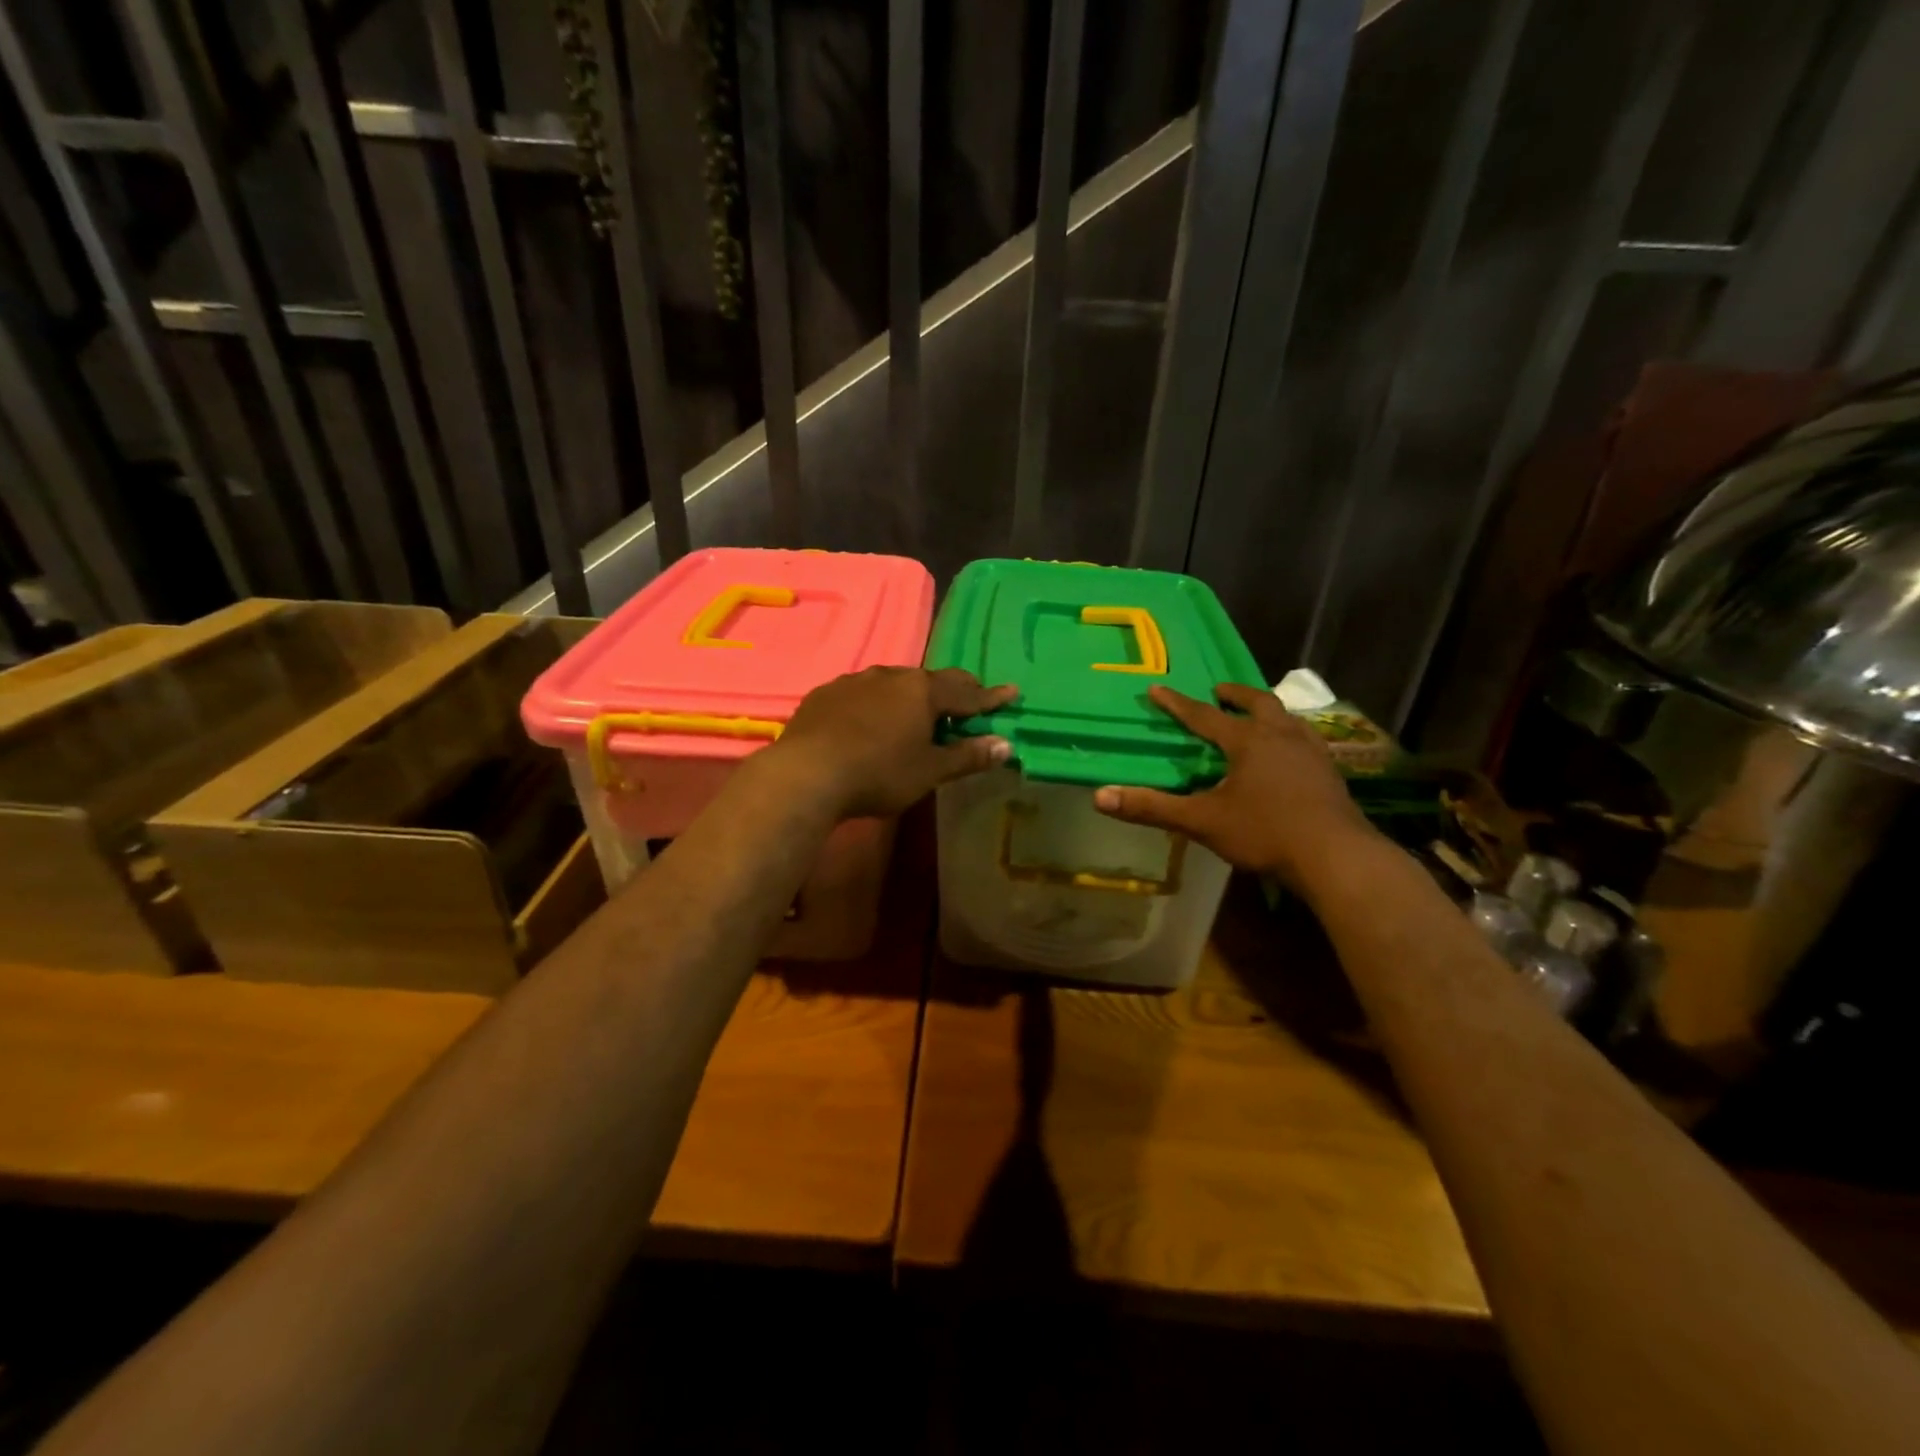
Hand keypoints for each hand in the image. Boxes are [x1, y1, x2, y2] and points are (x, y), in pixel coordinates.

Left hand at [768, 667, 1016, 819]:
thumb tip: (1006, 745)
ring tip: (916, 714)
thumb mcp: (929, 771)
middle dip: (951, 692)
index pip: (967, 692)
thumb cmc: (879, 773)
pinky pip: (861, 693)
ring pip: (893, 684)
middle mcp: (890, 675)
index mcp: (922, 691)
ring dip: (910, 697)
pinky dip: (876, 704)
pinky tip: (869, 721)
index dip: (991, 697)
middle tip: (966, 703)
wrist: (806, 774)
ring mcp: (854, 681)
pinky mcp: (825, 694)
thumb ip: (967, 756)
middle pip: (930, 681)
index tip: (1011, 693)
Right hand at [1093, 682, 1375, 887]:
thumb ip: (1152, 808)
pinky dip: (1291, 736)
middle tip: (1220, 692)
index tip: (1157, 688)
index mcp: (1247, 741)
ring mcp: (1311, 752)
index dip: (1177, 704)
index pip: (1203, 716)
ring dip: (1267, 712)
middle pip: (1258, 703)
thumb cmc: (1265, 833)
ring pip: (1287, 718)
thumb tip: (1100, 797)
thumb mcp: (1202, 821)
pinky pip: (1307, 740)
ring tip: (1258, 717)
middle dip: (1235, 695)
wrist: (1336, 856)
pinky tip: (1292, 754)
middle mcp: (1280, 736)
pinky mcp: (1330, 772)